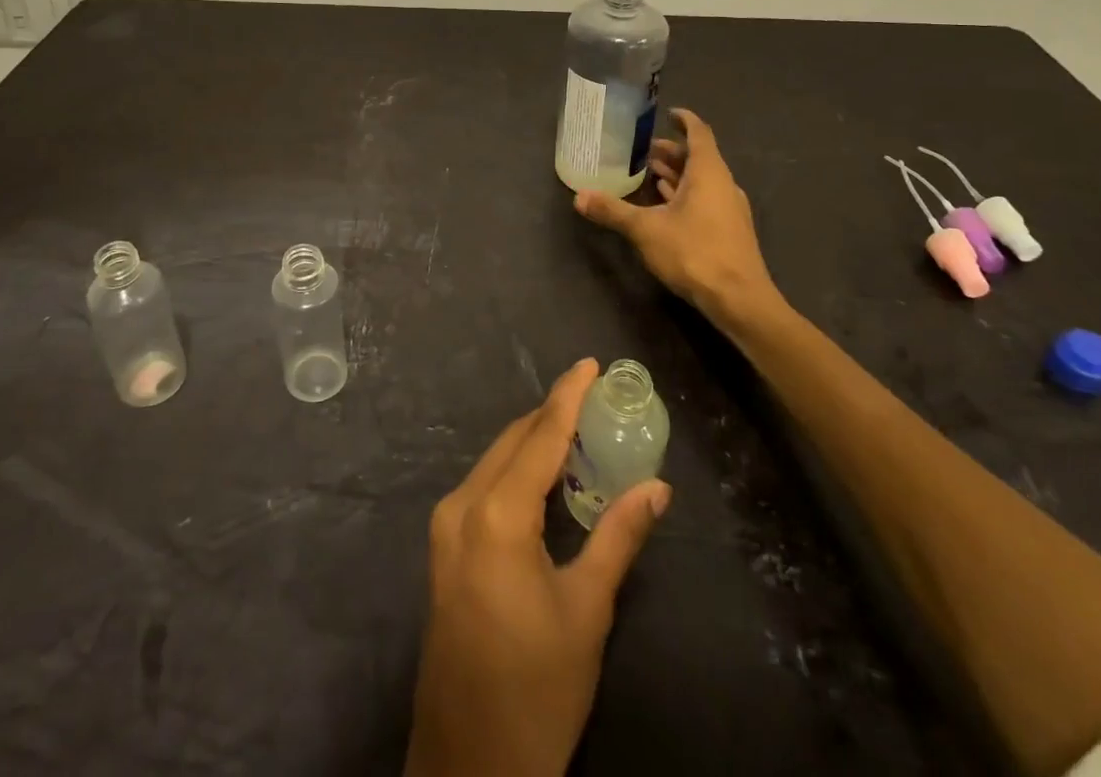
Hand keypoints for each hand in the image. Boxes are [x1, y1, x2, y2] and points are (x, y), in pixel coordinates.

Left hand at [403, 359, 670, 776]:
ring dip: (533, 441)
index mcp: (496, 514)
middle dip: (552, 415)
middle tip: (593, 397)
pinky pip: (483, 485)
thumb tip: (657, 487)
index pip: (539, 436)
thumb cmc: (536, 688)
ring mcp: (446, 527)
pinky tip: (544, 476)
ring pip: (495, 460)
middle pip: (513, 441)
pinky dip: (515, 469)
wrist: (469, 764)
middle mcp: (462, 506)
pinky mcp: (443, 548)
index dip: (567, 396)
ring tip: (578, 429)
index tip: (589, 363)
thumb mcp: (587, 610)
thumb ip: (619, 536)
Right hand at [574, 108, 782, 328]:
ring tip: (650, 174)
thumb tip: (579, 196)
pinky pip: (706, 200)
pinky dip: (686, 195)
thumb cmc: (694, 252)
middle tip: (645, 150)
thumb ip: (613, 211)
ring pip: (703, 181)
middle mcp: (723, 184)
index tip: (668, 113)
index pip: (699, 133)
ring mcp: (730, 209)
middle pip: (699, 158)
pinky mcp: (729, 231)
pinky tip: (666, 207)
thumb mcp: (646, 230)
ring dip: (678, 175)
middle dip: (672, 152)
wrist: (739, 300)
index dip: (684, 120)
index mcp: (708, 172)